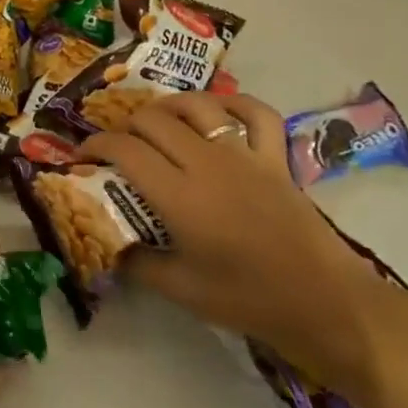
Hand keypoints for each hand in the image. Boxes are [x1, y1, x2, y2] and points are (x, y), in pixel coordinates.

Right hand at [82, 93, 397, 397]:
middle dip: (124, 127)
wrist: (325, 304)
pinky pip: (255, 112)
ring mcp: (245, 155)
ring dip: (167, 107)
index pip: (124, 150)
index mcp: (179, 195)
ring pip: (197, 106)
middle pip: (152, 120)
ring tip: (156, 123)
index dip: (94, 146)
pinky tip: (216, 111)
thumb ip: (138, 262)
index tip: (82, 158)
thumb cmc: (248, 299)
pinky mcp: (275, 157)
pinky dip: (232, 103)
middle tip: (118, 148)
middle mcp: (207, 163)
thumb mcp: (181, 290)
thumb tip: (109, 244)